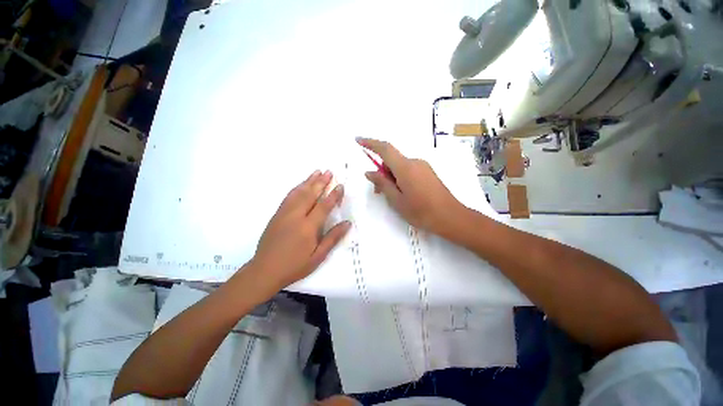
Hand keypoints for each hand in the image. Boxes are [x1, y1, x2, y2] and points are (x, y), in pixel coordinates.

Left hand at [252, 170, 350, 288]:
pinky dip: (296, 188)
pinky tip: (301, 184)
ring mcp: (284, 214)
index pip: (324, 206)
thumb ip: (333, 238)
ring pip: (298, 193)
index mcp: (308, 227)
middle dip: (321, 182)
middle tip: (329, 172)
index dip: (333, 195)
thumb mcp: (318, 256)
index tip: (340, 186)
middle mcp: (296, 216)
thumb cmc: (295, 265)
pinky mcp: (276, 215)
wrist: (264, 270)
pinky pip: (288, 197)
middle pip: (310, 194)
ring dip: (309, 181)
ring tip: (317, 172)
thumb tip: (347, 223)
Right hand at [357, 137, 465, 234]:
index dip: (370, 143)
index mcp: (405, 167)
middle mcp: (415, 162)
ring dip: (391, 176)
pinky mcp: (428, 173)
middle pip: (392, 159)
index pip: (385, 148)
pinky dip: (400, 178)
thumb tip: (370, 172)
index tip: (358, 140)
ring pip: (400, 166)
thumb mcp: (396, 200)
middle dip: (381, 171)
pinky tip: (403, 193)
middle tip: (377, 191)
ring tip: (391, 196)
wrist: (451, 217)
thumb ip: (382, 184)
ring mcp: (423, 166)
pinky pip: (409, 170)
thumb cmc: (421, 211)